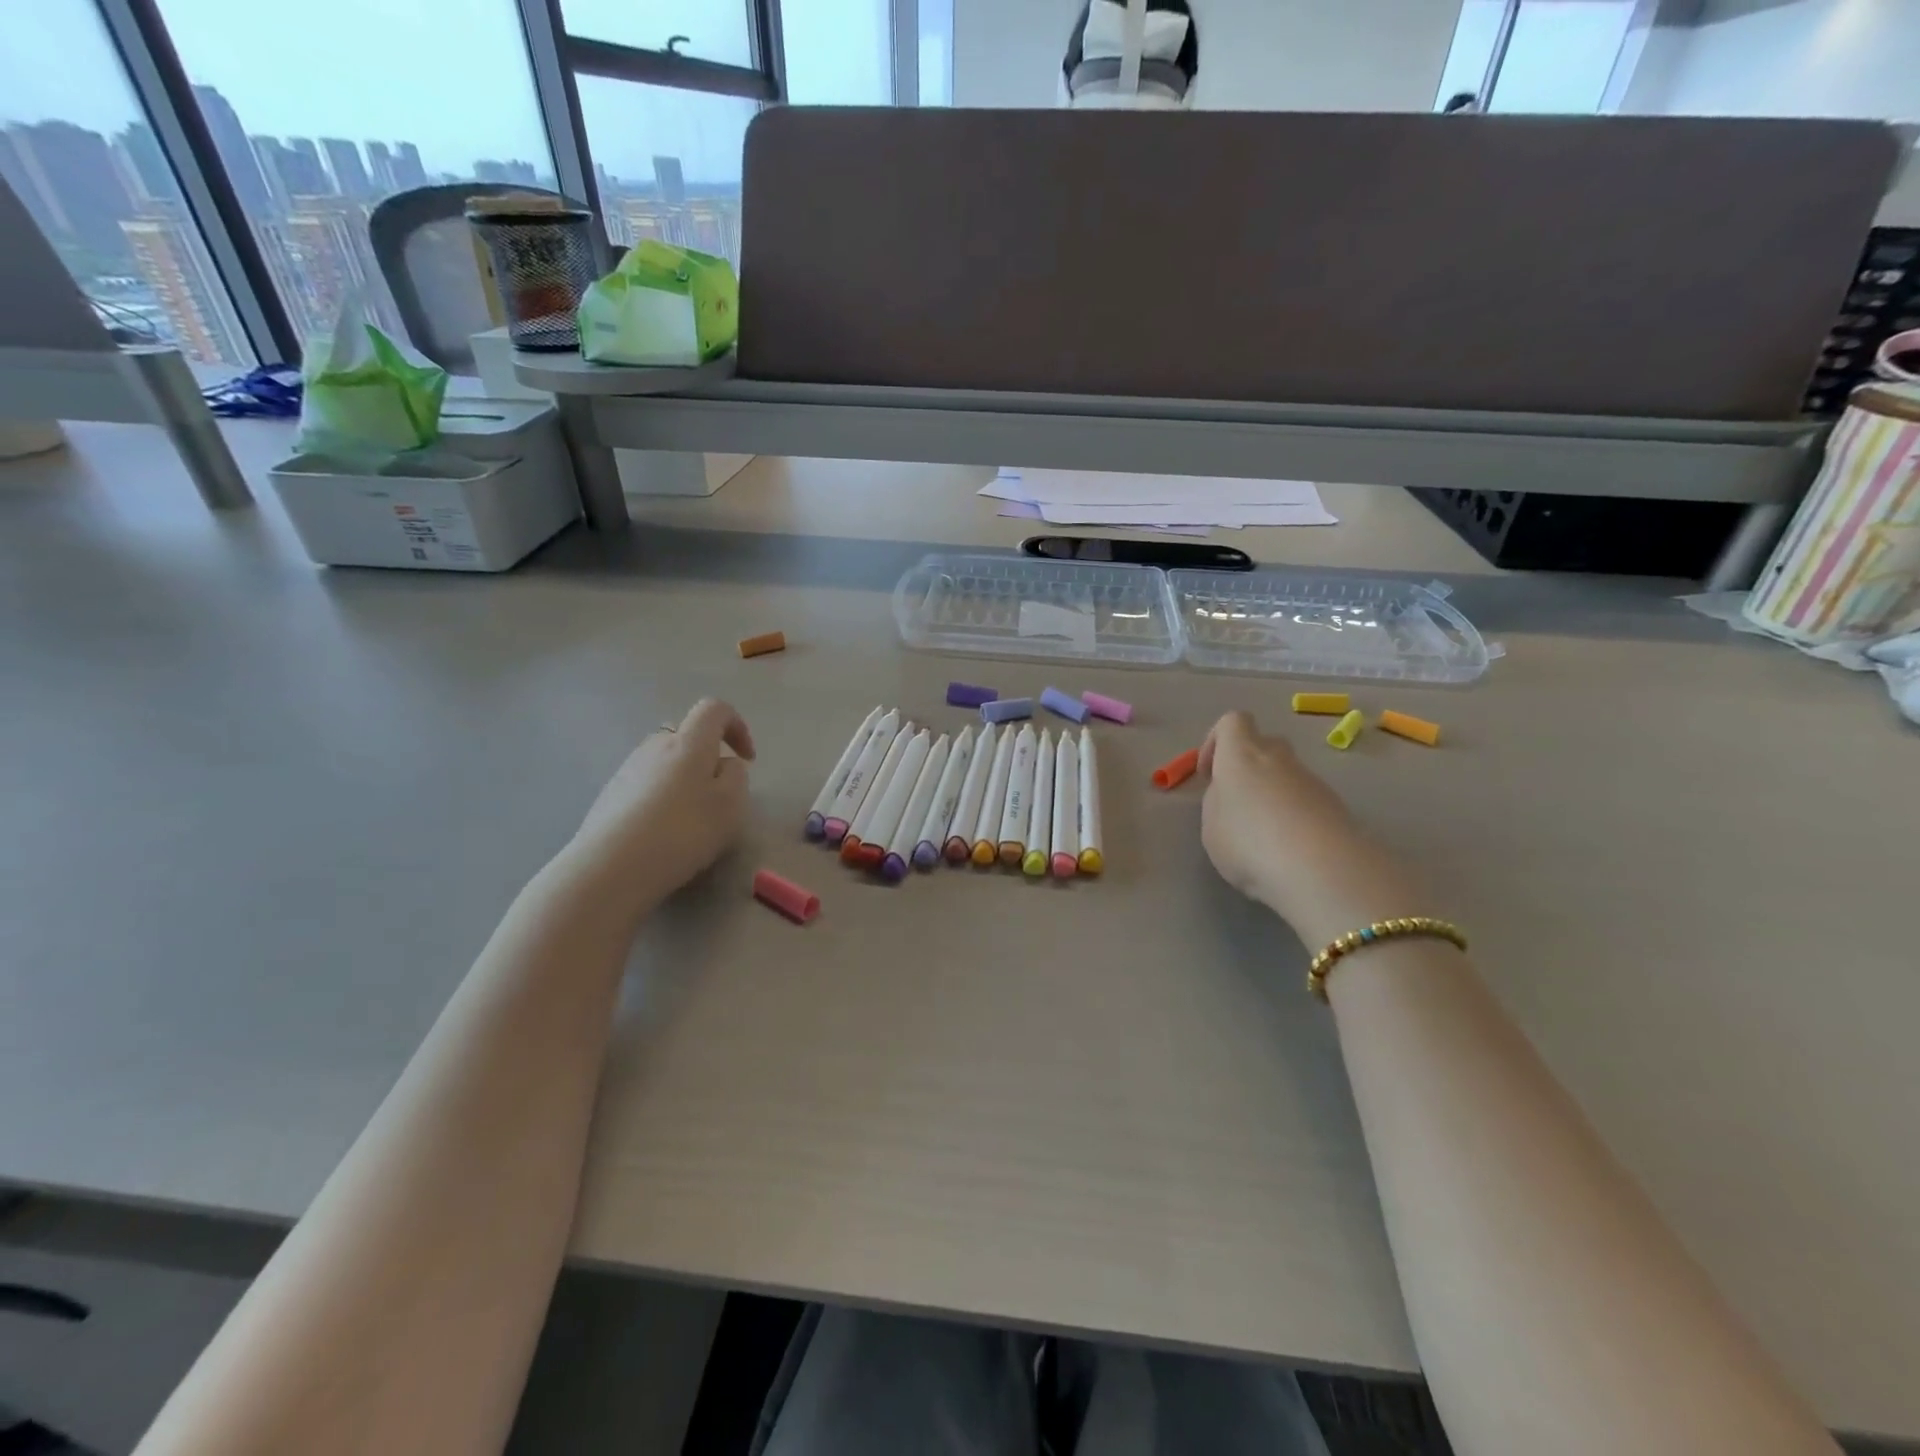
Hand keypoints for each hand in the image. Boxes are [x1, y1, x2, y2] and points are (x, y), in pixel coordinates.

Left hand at [566, 699, 755, 917]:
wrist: (611, 868)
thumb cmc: (683, 831)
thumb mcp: (731, 805)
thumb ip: (736, 776)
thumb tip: (723, 765)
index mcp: (689, 742)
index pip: (715, 709)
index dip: (737, 726)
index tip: (747, 759)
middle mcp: (655, 745)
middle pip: (688, 738)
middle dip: (708, 759)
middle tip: (719, 796)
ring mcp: (627, 770)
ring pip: (666, 763)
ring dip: (684, 781)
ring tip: (691, 820)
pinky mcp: (609, 796)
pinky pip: (646, 786)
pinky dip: (662, 800)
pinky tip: (662, 834)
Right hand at [1199, 711, 1421, 946]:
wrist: (1322, 869)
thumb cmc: (1249, 842)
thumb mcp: (1212, 826)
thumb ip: (1218, 802)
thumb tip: (1232, 795)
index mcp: (1242, 754)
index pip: (1232, 722)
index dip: (1216, 741)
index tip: (1208, 774)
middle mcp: (1279, 759)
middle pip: (1264, 745)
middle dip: (1248, 768)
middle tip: (1237, 803)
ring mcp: (1312, 781)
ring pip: (1287, 776)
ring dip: (1272, 796)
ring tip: (1262, 837)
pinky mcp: (1336, 807)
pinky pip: (1307, 802)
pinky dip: (1295, 818)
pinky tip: (1287, 851)